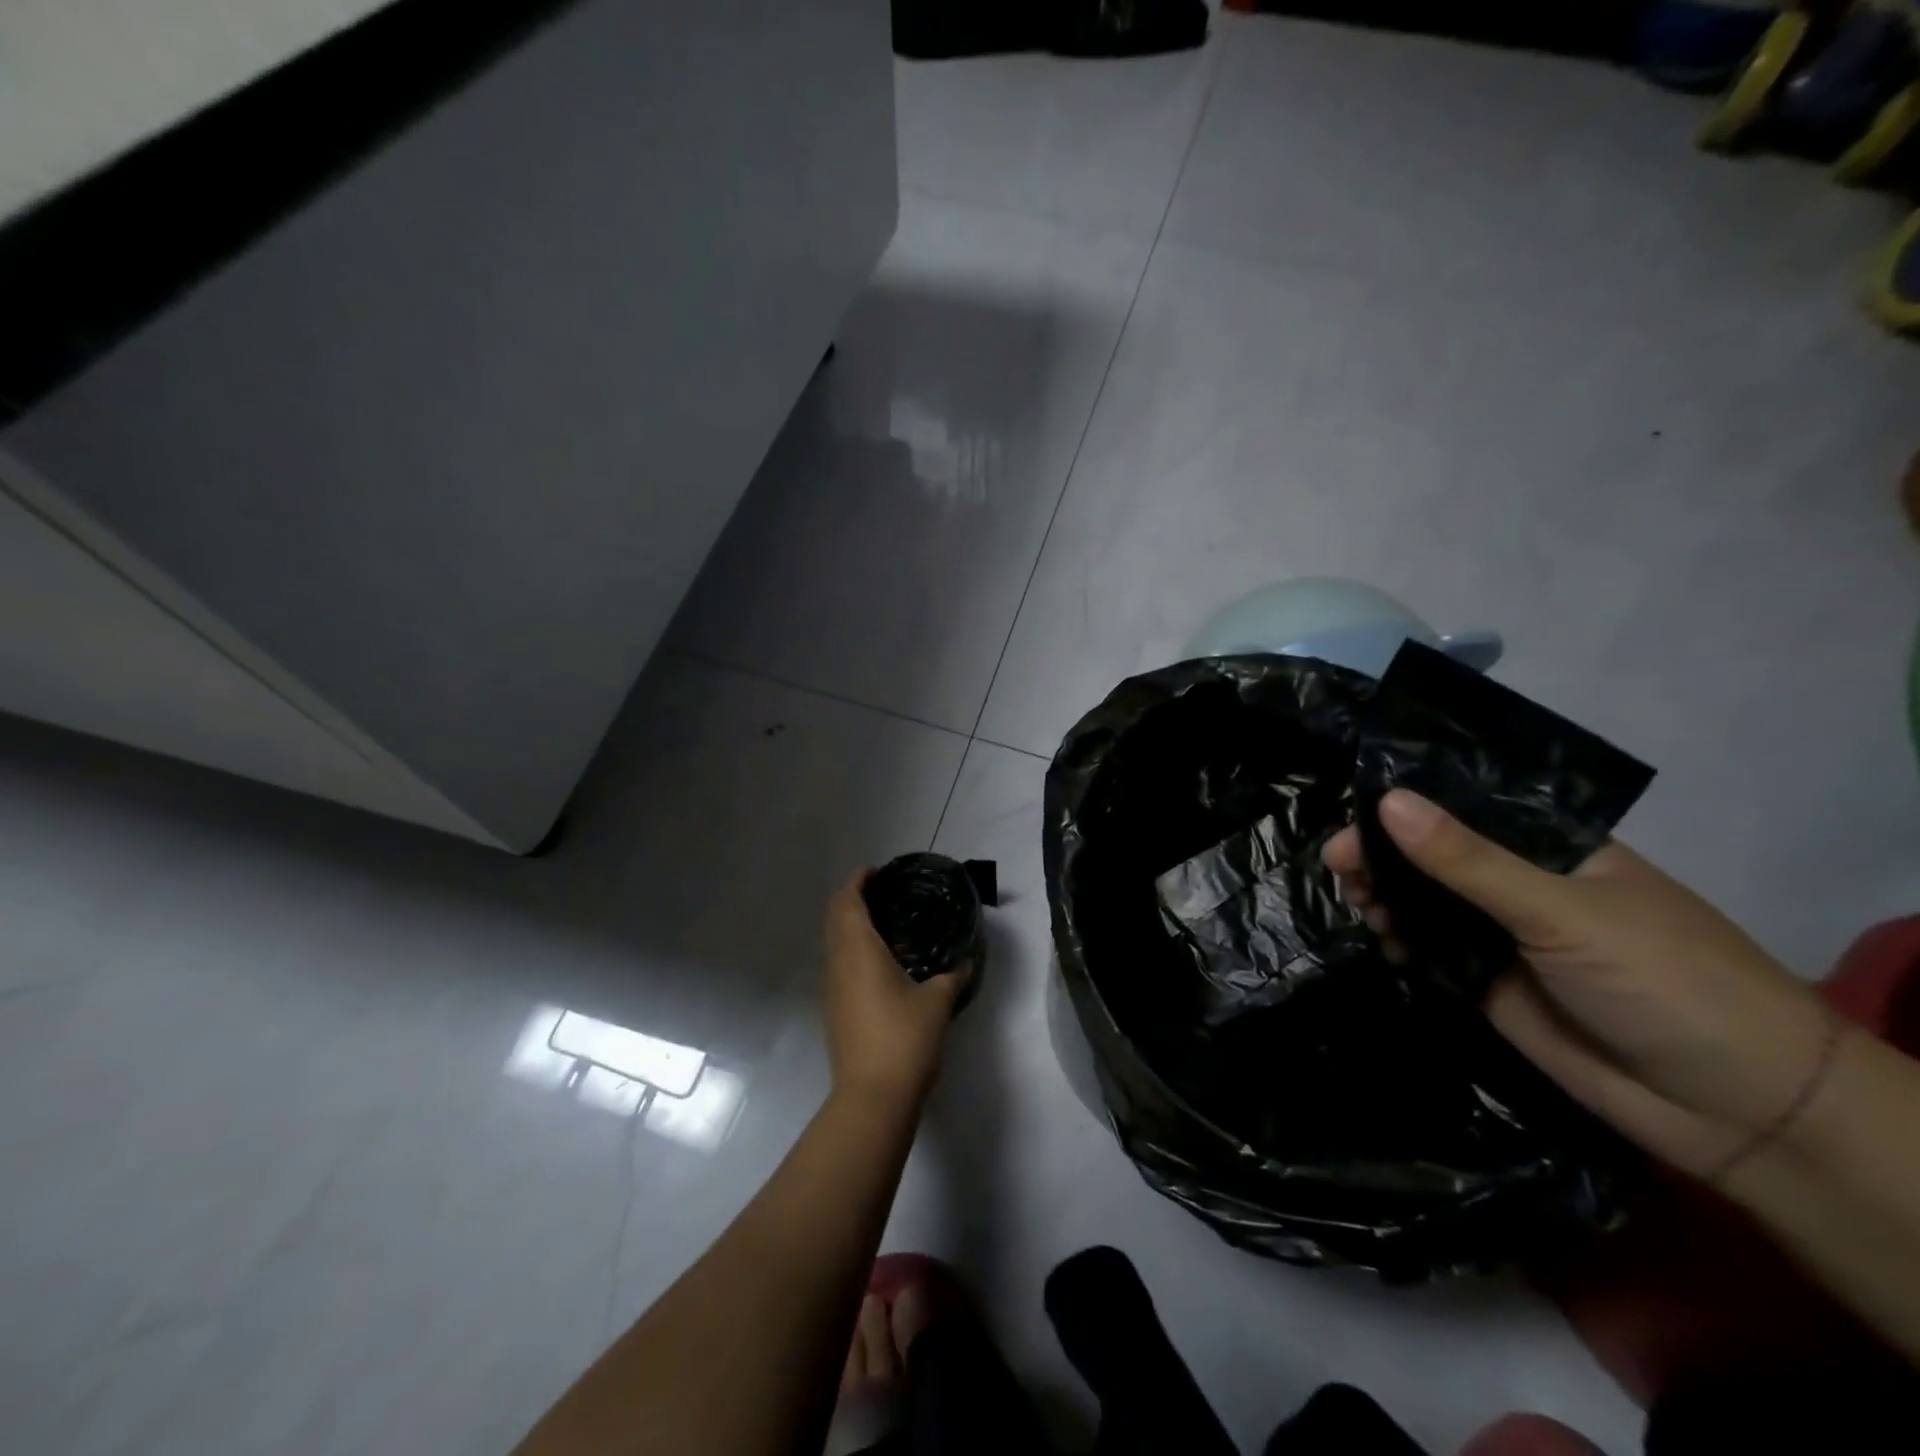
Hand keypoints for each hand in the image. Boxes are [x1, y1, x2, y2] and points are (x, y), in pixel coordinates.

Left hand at [824, 870, 969, 1104]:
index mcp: (859, 951)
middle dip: (853, 898)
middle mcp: (839, 964)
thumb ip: (952, 976)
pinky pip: (839, 964)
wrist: (872, 1097)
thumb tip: (965, 961)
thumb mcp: (937, 1003)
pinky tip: (881, 962)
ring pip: (834, 943)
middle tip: (884, 892)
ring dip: (851, 925)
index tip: (876, 871)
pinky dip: (852, 949)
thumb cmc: (904, 1039)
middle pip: (835, 918)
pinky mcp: (835, 1010)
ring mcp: (833, 989)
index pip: (848, 902)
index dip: (857, 881)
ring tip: (885, 922)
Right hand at [1323, 790, 1835, 1180]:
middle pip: (1433, 856)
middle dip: (1383, 855)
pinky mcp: (1488, 983)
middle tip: (1339, 865)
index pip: (1462, 809)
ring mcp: (1503, 936)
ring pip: (1424, 903)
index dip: (1403, 807)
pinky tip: (1385, 942)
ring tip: (1360, 905)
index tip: (1350, 814)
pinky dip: (1400, 942)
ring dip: (1385, 897)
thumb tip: (1386, 800)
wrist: (1734, 1108)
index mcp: (1551, 848)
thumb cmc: (1663, 980)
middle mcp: (1521, 885)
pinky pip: (1429, 950)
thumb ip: (1469, 861)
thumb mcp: (1560, 911)